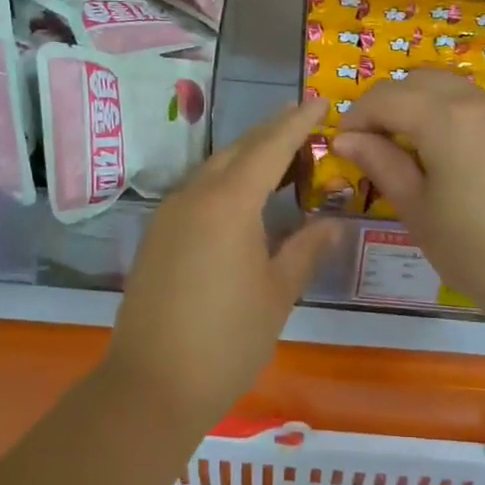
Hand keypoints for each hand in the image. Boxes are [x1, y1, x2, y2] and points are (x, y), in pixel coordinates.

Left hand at [108, 99, 334, 428]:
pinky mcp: (157, 235)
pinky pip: (197, 190)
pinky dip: (226, 181)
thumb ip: (306, 250)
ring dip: (248, 156)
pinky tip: (243, 198)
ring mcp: (169, 214)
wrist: (152, 384)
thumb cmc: (227, 339)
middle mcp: (195, 196)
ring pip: (214, 168)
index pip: (270, 146)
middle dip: (272, 133)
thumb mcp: (277, 294)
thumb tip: (332, 222)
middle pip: (238, 149)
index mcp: (229, 203)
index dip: (297, 122)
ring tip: (280, 158)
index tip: (320, 101)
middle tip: (305, 125)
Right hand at [335, 68, 484, 343]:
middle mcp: (483, 102)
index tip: (345, 145)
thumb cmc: (481, 254)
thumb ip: (382, 165)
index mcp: (447, 120)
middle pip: (421, 80)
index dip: (357, 116)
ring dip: (427, 109)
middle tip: (377, 144)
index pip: (385, 97)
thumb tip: (347, 139)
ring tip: (420, 154)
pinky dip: (462, 120)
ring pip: (458, 91)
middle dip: (390, 104)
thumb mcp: (419, 213)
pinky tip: (466, 164)